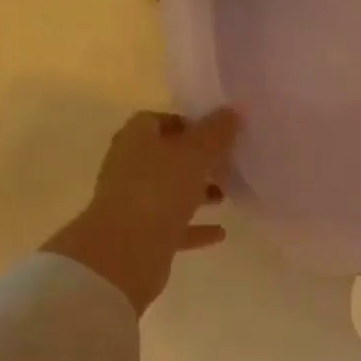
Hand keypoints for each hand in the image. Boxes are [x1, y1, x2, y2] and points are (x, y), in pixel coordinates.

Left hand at [44, 108, 240, 314]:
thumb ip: (216, 133)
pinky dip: (197, 227)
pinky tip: (221, 231)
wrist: (125, 250)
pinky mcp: (144, 234)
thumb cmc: (158, 190)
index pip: (159, 120)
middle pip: (166, 157)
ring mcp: (135, 202)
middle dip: (197, 160)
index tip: (219, 133)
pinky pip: (175, 226)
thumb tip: (235, 110)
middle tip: (229, 163)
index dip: (188, 124)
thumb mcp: (195, 154)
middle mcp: (131, 167)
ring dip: (198, 193)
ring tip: (228, 194)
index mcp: (136, 139)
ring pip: (171, 192)